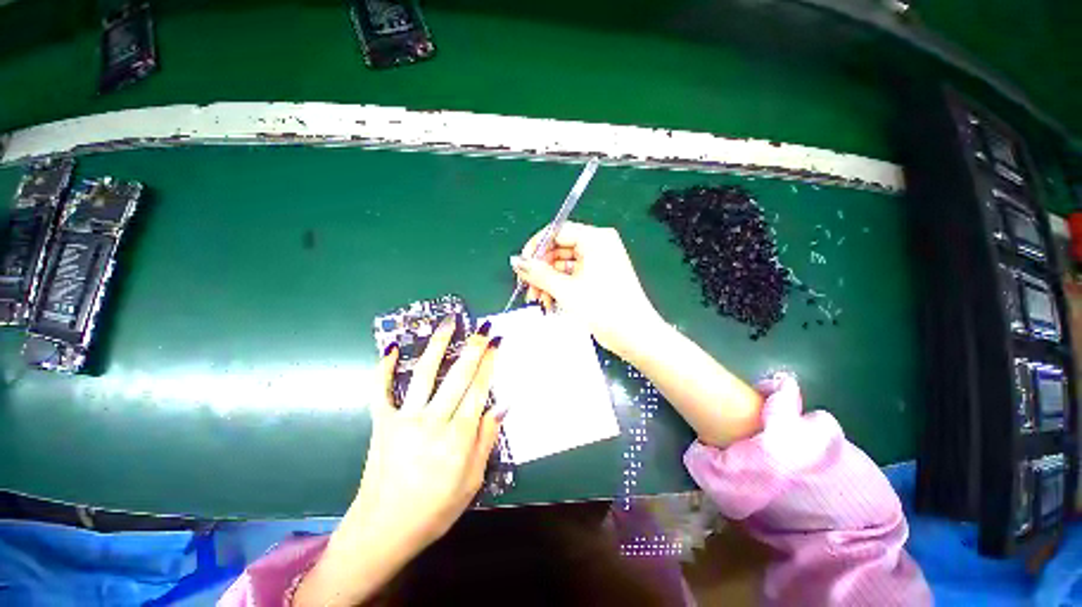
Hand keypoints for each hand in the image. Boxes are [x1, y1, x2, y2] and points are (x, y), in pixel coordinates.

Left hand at [293, 317, 501, 606]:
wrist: (383, 531)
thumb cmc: (435, 510)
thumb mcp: (472, 481)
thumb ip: (486, 440)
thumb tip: (501, 406)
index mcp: (458, 437)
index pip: (479, 390)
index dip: (490, 363)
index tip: (496, 342)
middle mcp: (433, 422)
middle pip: (458, 376)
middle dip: (473, 348)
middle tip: (482, 327)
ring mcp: (404, 419)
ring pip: (425, 374)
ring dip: (438, 345)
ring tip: (448, 323)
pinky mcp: (382, 423)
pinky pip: (381, 390)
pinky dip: (385, 368)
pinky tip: (393, 348)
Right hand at [511, 221, 660, 358]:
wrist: (634, 335)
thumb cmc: (603, 307)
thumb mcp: (566, 289)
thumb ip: (538, 273)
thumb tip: (515, 260)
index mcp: (595, 239)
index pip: (557, 232)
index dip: (536, 248)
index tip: (521, 266)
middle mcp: (598, 245)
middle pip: (559, 250)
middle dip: (541, 270)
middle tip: (528, 289)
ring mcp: (599, 261)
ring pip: (563, 265)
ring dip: (548, 282)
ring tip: (538, 300)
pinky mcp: (598, 277)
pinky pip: (572, 276)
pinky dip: (559, 287)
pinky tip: (549, 301)